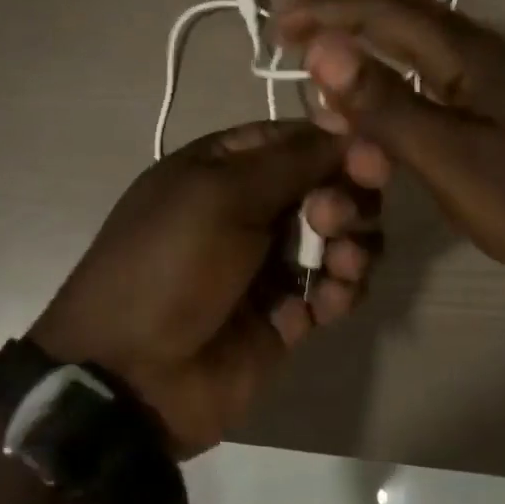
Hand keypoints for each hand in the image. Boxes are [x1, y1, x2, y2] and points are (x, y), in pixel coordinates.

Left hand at [30, 120, 387, 457]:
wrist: (132, 374)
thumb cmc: (169, 263)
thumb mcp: (221, 194)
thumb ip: (291, 161)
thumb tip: (349, 129)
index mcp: (226, 167)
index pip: (298, 140)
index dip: (339, 146)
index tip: (372, 160)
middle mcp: (253, 208)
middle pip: (328, 186)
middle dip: (344, 199)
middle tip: (330, 220)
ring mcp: (271, 263)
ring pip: (340, 239)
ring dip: (352, 245)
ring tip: (340, 266)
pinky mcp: (288, 314)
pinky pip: (334, 289)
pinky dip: (341, 291)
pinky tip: (329, 302)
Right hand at [275, 0, 504, 304]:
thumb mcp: (447, 157)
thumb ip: (384, 102)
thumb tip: (321, 48)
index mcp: (468, 52)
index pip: (382, 8)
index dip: (326, 9)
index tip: (278, 25)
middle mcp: (478, 50)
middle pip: (399, 7)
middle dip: (342, 8)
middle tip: (292, 29)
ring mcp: (489, 77)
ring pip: (412, 39)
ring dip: (363, 40)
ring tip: (320, 63)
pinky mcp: (492, 105)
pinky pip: (426, 71)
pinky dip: (387, 74)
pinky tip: (371, 99)